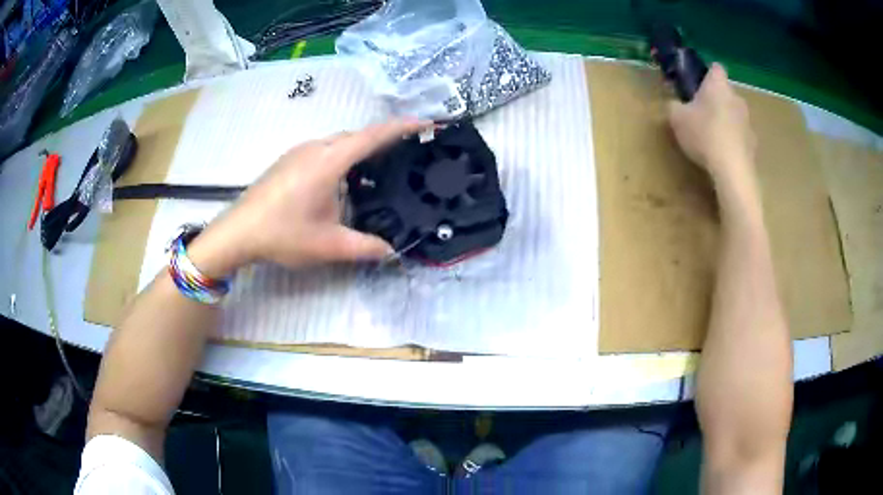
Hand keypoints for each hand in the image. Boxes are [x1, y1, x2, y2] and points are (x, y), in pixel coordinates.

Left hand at [192, 119, 426, 275]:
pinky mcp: (288, 160)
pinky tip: (342, 181)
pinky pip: (324, 149)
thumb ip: (365, 247)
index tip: (427, 123)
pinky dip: (342, 157)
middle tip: (406, 153)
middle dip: (383, 140)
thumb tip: (392, 252)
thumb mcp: (329, 245)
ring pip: (339, 142)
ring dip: (360, 150)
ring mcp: (298, 152)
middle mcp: (315, 147)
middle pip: (357, 135)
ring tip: (378, 169)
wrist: (237, 232)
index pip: (373, 136)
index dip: (403, 127)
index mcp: (329, 161)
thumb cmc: (283, 234)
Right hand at [668, 63, 755, 183]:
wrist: (732, 170)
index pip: (715, 68)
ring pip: (735, 114)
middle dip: (716, 100)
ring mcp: (748, 121)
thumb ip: (674, 106)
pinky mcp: (754, 144)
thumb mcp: (677, 119)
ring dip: (726, 121)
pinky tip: (723, 155)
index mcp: (718, 85)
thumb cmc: (704, 134)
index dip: (706, 74)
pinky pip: (741, 136)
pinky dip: (733, 141)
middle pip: (726, 93)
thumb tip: (675, 104)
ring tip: (712, 138)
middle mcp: (736, 98)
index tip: (697, 86)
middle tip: (701, 114)